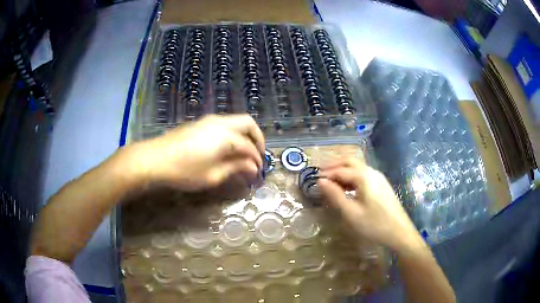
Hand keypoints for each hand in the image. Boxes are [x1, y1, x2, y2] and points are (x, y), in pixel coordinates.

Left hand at [125, 114, 264, 190]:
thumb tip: (252, 168)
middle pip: (248, 123)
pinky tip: (226, 148)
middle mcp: (220, 122)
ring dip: (243, 135)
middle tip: (257, 155)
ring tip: (243, 153)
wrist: (154, 159)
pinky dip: (231, 134)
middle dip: (257, 138)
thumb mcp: (212, 175)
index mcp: (226, 136)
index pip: (248, 147)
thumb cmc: (184, 171)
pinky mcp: (199, 123)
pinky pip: (223, 124)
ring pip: (235, 121)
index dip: (256, 160)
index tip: (257, 173)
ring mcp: (208, 120)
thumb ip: (235, 168)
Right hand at [317, 157, 424, 252]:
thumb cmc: (374, 224)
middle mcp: (371, 172)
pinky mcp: (382, 184)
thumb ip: (335, 195)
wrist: (400, 232)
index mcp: (363, 176)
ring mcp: (379, 177)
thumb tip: (321, 181)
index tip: (313, 180)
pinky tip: (347, 188)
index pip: (340, 170)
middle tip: (320, 173)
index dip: (326, 174)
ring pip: (357, 167)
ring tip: (331, 181)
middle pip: (350, 162)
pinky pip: (364, 174)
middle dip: (334, 165)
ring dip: (343, 170)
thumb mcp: (351, 212)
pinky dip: (352, 176)